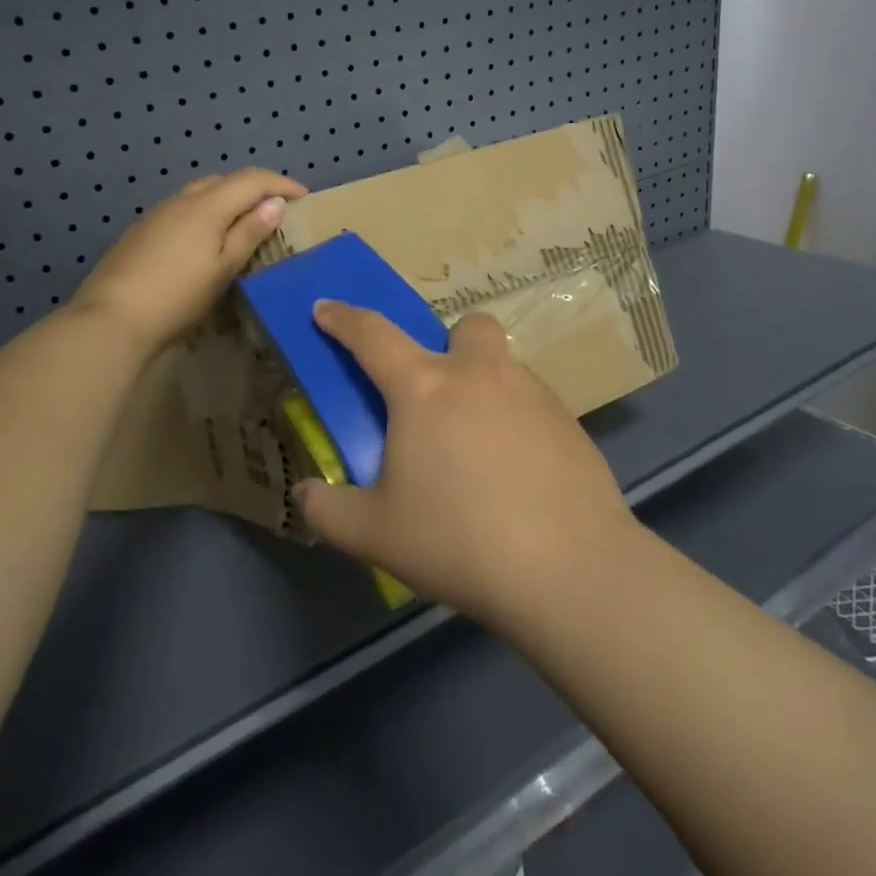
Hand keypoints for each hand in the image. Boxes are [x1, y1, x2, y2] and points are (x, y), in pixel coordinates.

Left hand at [70, 168, 305, 353]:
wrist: (112, 318)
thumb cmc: (179, 295)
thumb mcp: (224, 267)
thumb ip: (249, 232)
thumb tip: (274, 203)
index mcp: (208, 204)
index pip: (252, 179)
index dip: (281, 183)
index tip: (304, 196)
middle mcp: (182, 200)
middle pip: (224, 180)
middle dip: (254, 188)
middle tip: (275, 210)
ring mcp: (157, 214)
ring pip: (200, 193)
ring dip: (227, 199)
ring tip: (243, 223)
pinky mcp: (141, 232)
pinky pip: (183, 210)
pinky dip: (204, 214)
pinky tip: (205, 240)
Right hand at [296, 301, 637, 628]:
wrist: (569, 568)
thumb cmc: (458, 540)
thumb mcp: (374, 535)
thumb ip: (327, 510)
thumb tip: (306, 493)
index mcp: (424, 388)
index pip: (372, 335)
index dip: (342, 318)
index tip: (326, 307)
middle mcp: (480, 375)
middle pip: (464, 326)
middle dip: (446, 343)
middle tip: (436, 395)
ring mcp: (532, 394)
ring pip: (502, 365)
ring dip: (482, 385)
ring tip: (475, 448)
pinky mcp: (569, 422)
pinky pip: (532, 403)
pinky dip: (515, 421)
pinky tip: (515, 473)